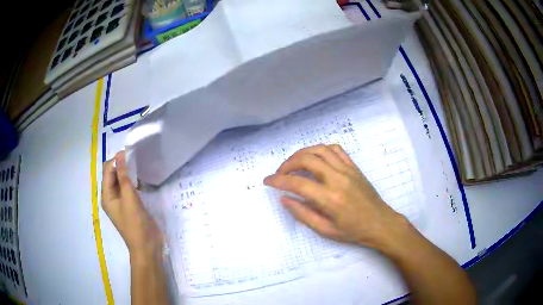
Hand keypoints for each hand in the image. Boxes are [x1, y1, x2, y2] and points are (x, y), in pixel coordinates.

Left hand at [102, 151, 162, 255]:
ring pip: (121, 181)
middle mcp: (111, 197)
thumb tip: (120, 154)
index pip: (108, 170)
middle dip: (122, 165)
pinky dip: (133, 182)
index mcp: (106, 196)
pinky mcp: (130, 205)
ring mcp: (121, 201)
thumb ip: (124, 176)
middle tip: (137, 160)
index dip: (117, 160)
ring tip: (140, 167)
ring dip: (128, 173)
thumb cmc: (136, 224)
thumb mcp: (129, 198)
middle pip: (113, 174)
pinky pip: (128, 188)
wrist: (147, 247)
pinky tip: (142, 180)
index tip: (131, 153)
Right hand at [263, 144, 405, 248]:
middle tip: (280, 173)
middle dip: (287, 164)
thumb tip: (283, 198)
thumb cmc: (353, 231)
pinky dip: (321, 149)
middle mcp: (338, 179)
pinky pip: (336, 149)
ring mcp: (347, 170)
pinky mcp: (354, 167)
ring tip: (294, 163)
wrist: (380, 223)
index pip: (297, 183)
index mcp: (330, 199)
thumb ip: (302, 214)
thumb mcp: (325, 230)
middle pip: (307, 159)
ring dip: (302, 153)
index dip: (278, 180)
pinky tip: (315, 158)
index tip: (267, 181)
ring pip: (320, 149)